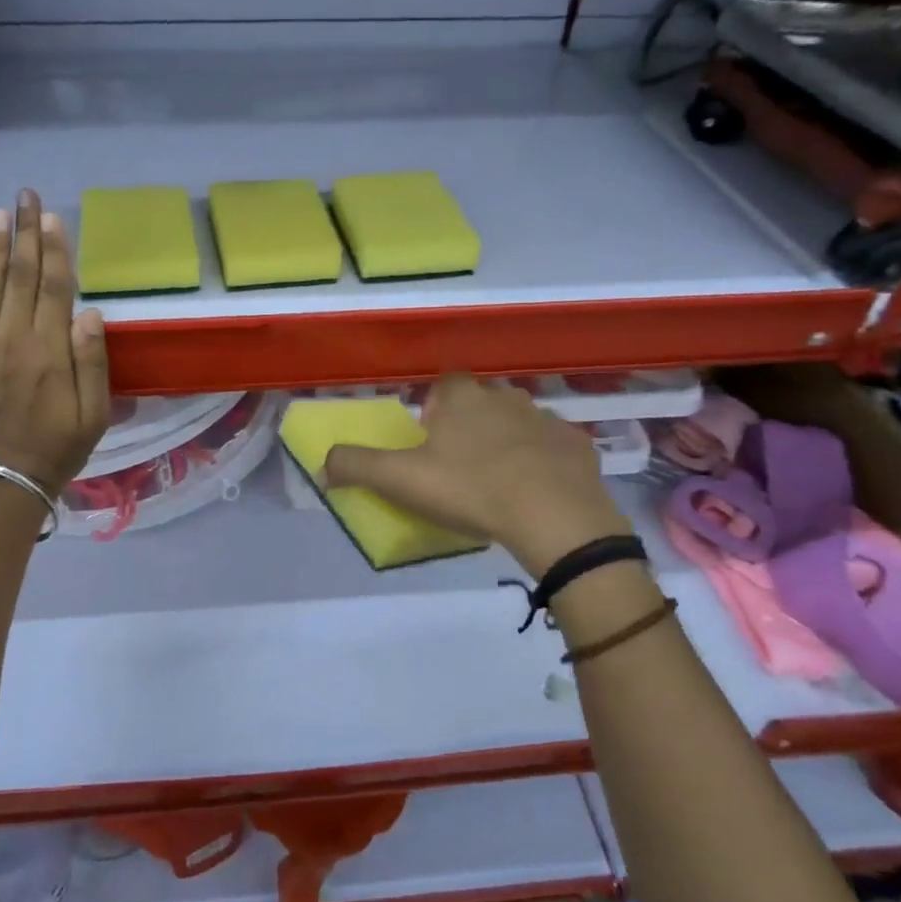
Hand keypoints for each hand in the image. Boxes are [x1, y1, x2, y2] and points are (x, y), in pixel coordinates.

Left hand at [0, 190, 110, 494]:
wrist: (5, 482)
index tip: (52, 217)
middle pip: (19, 278)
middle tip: (25, 196)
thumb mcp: (95, 413)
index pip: (54, 288)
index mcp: (49, 352)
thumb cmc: (59, 447)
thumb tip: (89, 312)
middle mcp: (10, 342)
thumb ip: (92, 361)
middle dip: (24, 234)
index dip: (54, 250)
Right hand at [324, 374, 630, 574]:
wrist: (553, 517)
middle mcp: (505, 396)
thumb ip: (356, 467)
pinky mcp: (578, 445)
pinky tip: (538, 493)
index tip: (431, 440)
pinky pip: (554, 448)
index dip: (435, 409)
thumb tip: (322, 464)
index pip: (445, 384)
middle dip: (472, 424)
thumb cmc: (470, 489)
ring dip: (509, 442)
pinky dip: (544, 463)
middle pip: (483, 402)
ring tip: (499, 481)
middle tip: (461, 466)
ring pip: (520, 422)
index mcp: (462, 397)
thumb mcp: (400, 480)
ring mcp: (546, 419)